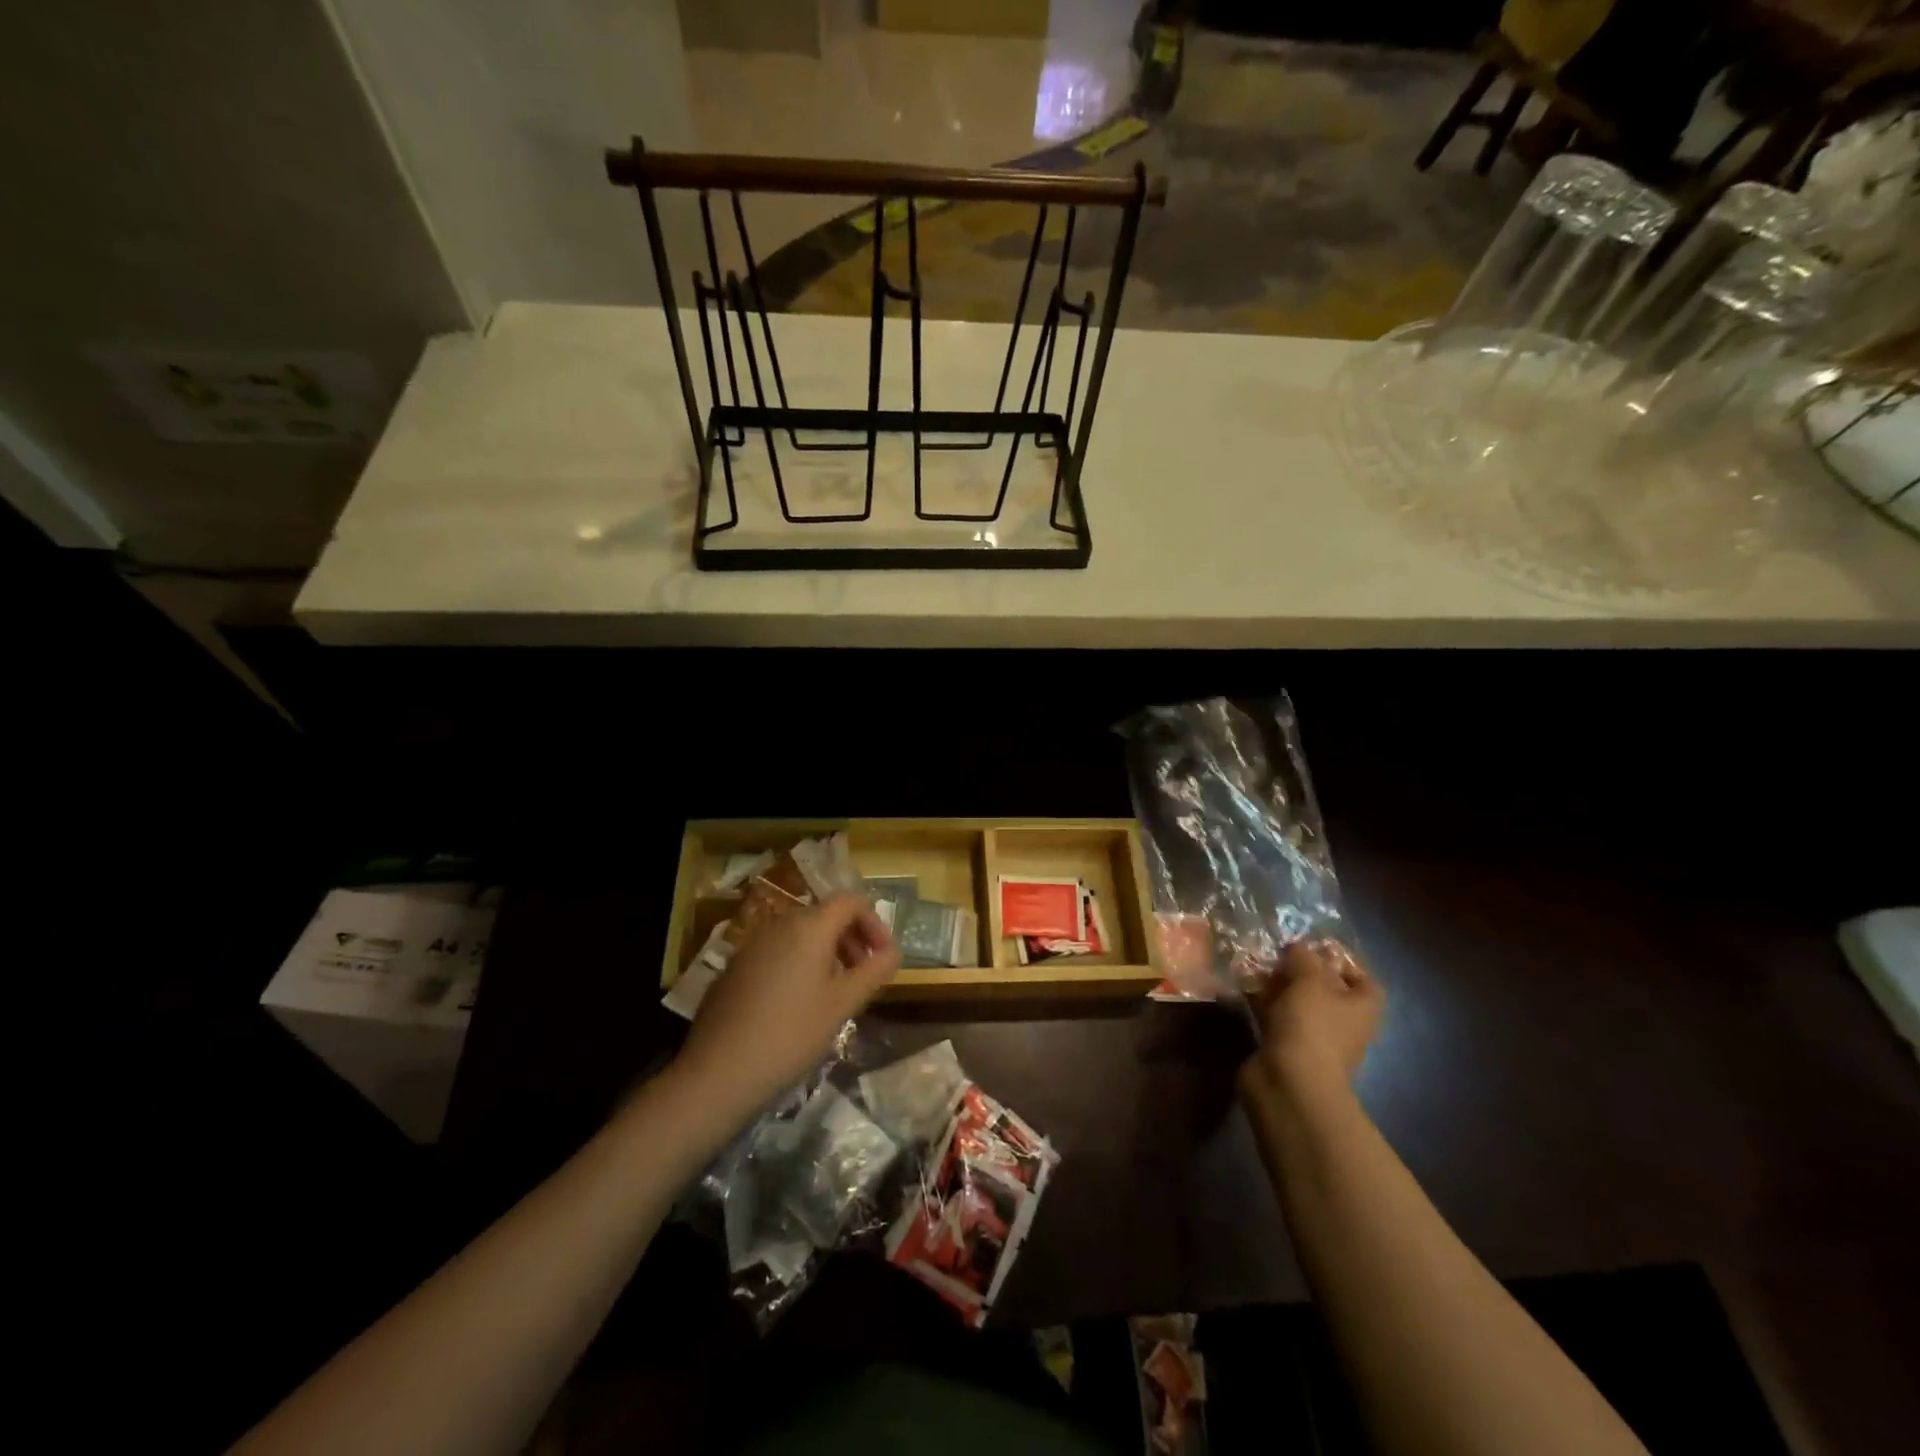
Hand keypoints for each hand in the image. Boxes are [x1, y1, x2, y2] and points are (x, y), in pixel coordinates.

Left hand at [673, 894, 898, 1126]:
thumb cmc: (791, 1035)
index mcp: (810, 926)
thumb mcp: (843, 1004)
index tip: (883, 958)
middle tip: (863, 977)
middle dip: (852, 940)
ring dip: (827, 953)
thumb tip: (892, 952)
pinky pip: (778, 951)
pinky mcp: (735, 966)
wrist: (718, 1073)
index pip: (852, 902)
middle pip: (826, 916)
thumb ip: (874, 971)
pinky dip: (799, 964)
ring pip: (801, 934)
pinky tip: (797, 1005)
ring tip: (834, 993)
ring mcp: (753, 943)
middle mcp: (780, 923)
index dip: (875, 924)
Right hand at [1239, 939, 1382, 1104]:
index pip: (1363, 979)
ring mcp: (1312, 1037)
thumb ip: (1304, 957)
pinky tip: (1242, 986)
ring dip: (1277, 984)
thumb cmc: (1312, 1026)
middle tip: (1276, 951)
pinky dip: (1262, 1002)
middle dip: (1301, 969)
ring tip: (1254, 963)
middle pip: (1325, 989)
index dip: (1343, 961)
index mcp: (1362, 1008)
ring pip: (1296, 1002)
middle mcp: (1342, 1023)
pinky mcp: (1284, 1046)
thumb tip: (1298, 948)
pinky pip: (1274, 1016)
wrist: (1289, 1082)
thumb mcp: (1310, 980)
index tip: (1315, 946)